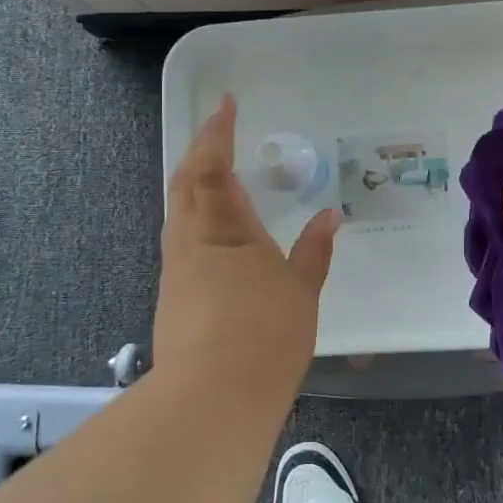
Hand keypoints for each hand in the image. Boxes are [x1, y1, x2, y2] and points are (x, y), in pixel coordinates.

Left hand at [154, 95, 339, 389]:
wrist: (212, 399)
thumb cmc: (264, 335)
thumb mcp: (300, 291)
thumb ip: (314, 251)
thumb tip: (330, 217)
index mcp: (223, 229)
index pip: (212, 166)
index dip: (216, 132)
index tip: (225, 103)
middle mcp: (191, 240)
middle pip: (185, 181)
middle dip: (200, 151)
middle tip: (218, 132)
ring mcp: (176, 268)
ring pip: (178, 210)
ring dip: (193, 182)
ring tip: (217, 174)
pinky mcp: (172, 294)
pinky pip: (181, 237)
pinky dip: (194, 215)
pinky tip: (213, 229)